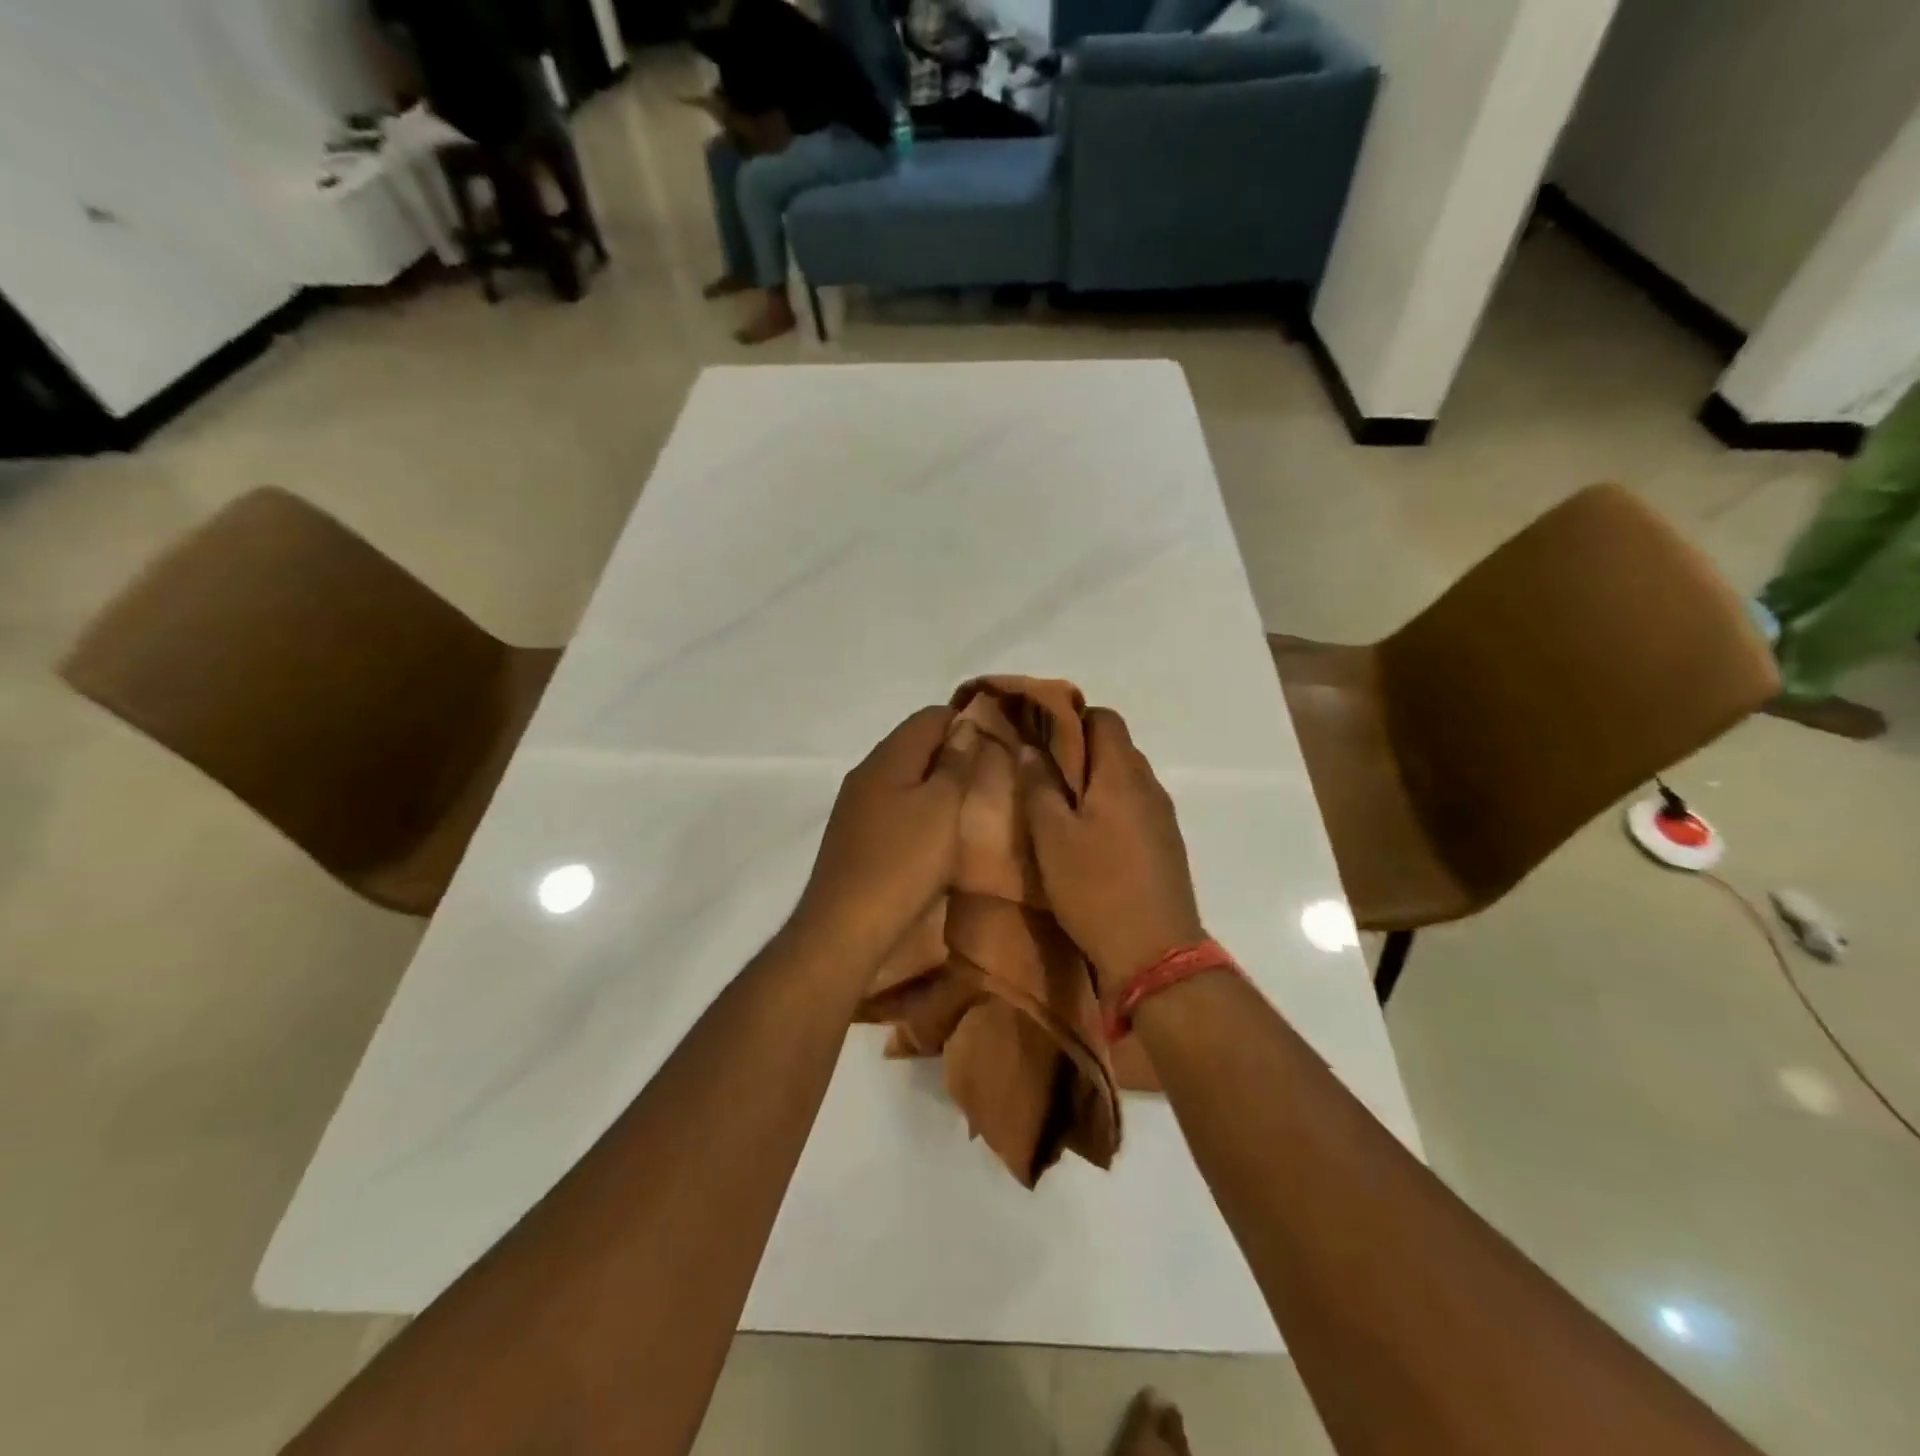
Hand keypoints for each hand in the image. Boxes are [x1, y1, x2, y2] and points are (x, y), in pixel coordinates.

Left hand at [791, 707, 980, 965]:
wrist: (844, 928)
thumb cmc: (902, 863)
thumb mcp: (942, 808)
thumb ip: (955, 763)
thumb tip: (965, 724)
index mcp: (887, 758)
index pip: (929, 716)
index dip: (966, 720)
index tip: (998, 741)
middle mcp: (866, 773)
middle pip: (914, 744)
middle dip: (952, 752)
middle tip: (989, 774)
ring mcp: (855, 805)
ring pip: (904, 776)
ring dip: (935, 783)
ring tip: (969, 803)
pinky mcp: (854, 836)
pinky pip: (893, 805)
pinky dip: (918, 807)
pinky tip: (936, 831)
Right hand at [1019, 708, 1202, 998]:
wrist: (1155, 952)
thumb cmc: (1095, 888)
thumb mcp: (1052, 837)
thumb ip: (1040, 787)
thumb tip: (1030, 748)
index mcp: (1122, 774)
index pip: (1104, 718)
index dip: (1071, 718)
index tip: (1039, 735)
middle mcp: (1149, 785)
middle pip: (1117, 746)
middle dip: (1080, 749)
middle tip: (1042, 771)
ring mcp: (1163, 816)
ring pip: (1126, 778)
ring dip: (1096, 780)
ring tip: (1061, 804)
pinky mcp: (1166, 844)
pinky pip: (1136, 806)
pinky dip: (1111, 805)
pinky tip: (1089, 835)